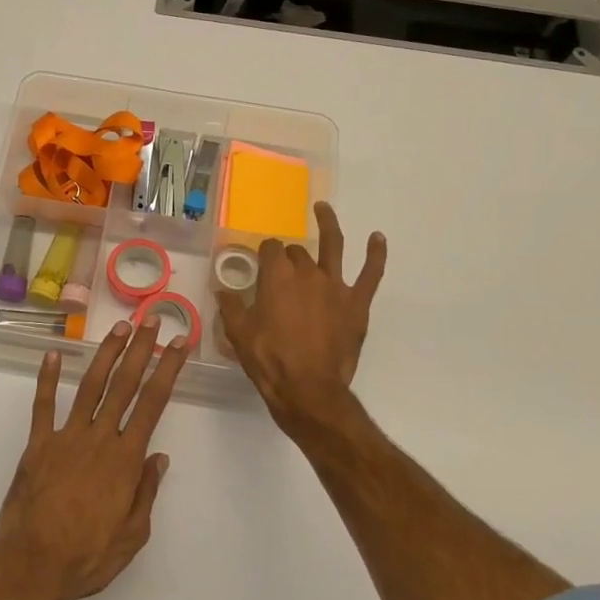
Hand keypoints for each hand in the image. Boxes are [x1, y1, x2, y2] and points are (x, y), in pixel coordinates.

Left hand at [0, 320, 184, 599]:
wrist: (33, 567)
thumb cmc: (88, 556)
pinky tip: (53, 354)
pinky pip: (43, 406)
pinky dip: (47, 379)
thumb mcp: (132, 535)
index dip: (168, 370)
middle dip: (141, 350)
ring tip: (120, 328)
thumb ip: (146, 492)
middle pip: (124, 385)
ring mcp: (66, 438)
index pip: (153, 404)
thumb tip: (159, 456)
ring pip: (90, 386)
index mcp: (125, 459)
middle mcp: (99, 439)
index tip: (179, 345)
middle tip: (151, 321)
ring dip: (106, 354)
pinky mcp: (38, 445)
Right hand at [216, 201, 385, 439]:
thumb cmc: (269, 360)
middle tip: (283, 271)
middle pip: (297, 252)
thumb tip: (222, 290)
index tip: (260, 263)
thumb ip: (232, 307)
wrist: (308, 390)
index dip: (265, 254)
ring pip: (333, 246)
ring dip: (328, 224)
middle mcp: (307, 272)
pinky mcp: (356, 304)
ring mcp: (335, 286)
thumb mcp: (239, 334)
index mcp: (277, 276)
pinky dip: (376, 254)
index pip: (270, 250)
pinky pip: (370, 274)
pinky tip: (377, 238)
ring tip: (323, 208)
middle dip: (289, 256)